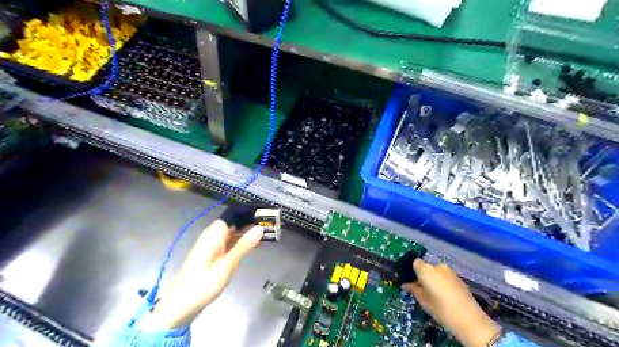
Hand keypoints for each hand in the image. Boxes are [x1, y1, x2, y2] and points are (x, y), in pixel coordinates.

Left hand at [146, 220, 262, 329]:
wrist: (180, 306)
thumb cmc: (204, 284)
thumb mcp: (227, 265)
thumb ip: (244, 245)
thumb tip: (259, 228)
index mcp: (213, 234)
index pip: (232, 214)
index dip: (247, 212)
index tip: (264, 212)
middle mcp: (211, 236)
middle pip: (232, 222)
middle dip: (249, 222)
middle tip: (269, 223)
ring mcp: (210, 246)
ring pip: (231, 232)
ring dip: (245, 232)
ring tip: (265, 233)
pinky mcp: (211, 255)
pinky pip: (228, 242)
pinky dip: (239, 242)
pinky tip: (251, 245)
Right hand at [405, 259, 498, 346]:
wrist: (470, 319)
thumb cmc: (441, 309)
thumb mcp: (424, 301)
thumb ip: (414, 290)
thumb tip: (406, 284)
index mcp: (426, 270)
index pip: (415, 262)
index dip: (413, 271)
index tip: (412, 281)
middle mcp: (438, 266)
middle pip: (427, 267)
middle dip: (424, 275)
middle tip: (422, 289)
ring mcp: (450, 271)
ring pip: (437, 271)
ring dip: (434, 278)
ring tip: (435, 293)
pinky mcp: (459, 277)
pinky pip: (445, 276)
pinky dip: (443, 281)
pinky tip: (445, 294)